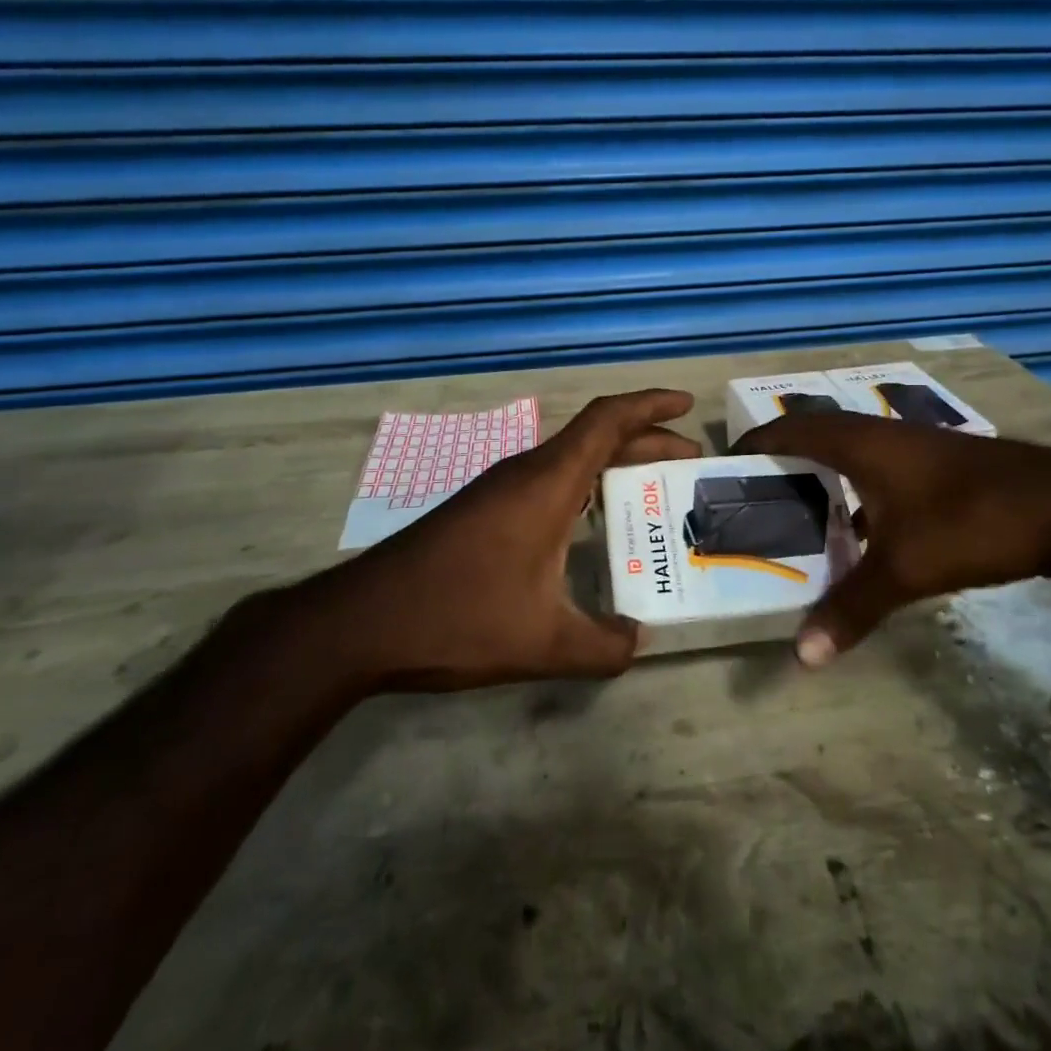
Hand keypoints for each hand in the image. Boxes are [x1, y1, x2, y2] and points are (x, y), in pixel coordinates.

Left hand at [310, 389, 700, 690]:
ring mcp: (498, 489)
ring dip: (613, 464)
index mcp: (547, 483)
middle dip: (646, 440)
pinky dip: (583, 487)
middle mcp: (525, 472)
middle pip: (595, 437)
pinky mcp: (481, 510)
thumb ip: (603, 646)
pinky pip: (547, 481)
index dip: (650, 405)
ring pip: (570, 460)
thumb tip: (637, 642)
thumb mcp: (543, 642)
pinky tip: (589, 525)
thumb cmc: (458, 617)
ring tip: (649, 489)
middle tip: (688, 459)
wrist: (361, 621)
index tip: (686, 404)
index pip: (607, 419)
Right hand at [735, 413, 1050, 667]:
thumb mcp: (906, 568)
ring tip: (795, 513)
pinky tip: (859, 531)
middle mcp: (881, 434)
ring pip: (850, 452)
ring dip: (821, 475)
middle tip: (753, 497)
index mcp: (861, 444)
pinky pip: (878, 467)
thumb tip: (802, 655)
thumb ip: (851, 608)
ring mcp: (914, 446)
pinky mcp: (939, 464)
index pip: (789, 429)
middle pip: (815, 436)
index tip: (724, 467)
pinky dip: (856, 491)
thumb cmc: (973, 522)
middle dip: (781, 461)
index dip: (754, 442)